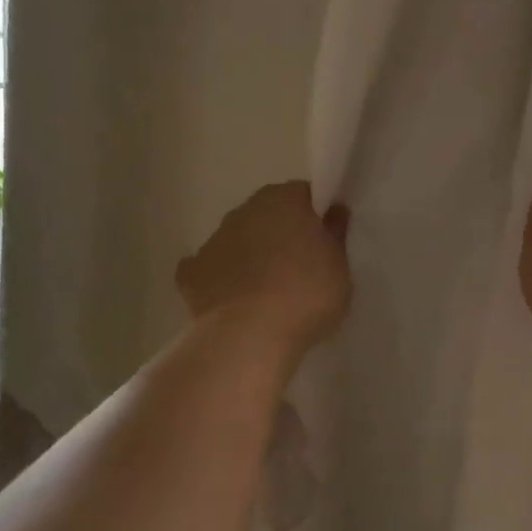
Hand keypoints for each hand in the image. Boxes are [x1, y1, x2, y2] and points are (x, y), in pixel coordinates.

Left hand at [177, 182, 351, 354]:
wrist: (250, 335)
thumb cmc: (306, 295)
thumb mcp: (340, 267)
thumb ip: (335, 235)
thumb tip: (334, 211)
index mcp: (283, 200)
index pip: (302, 195)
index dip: (314, 216)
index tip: (323, 241)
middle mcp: (244, 211)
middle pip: (267, 214)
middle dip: (280, 233)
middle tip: (299, 268)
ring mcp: (213, 240)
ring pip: (238, 240)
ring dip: (250, 255)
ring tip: (267, 292)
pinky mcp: (191, 273)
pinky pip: (208, 270)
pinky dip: (219, 280)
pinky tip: (231, 302)